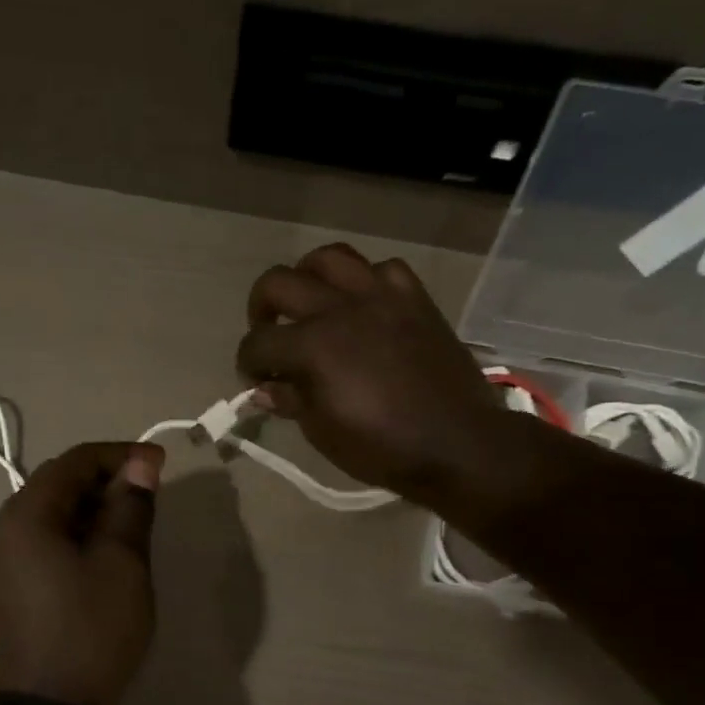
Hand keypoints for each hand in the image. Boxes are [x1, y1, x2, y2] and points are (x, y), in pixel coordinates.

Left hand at [0, 441, 162, 704]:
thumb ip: (130, 508)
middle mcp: (5, 530)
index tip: (160, 464)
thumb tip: (140, 464)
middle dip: (105, 482)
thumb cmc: (90, 632)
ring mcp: (2, 562)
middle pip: (58, 485)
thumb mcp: (122, 565)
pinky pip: (44, 544)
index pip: (75, 461)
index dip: (120, 455)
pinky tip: (102, 556)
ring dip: (91, 510)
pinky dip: (75, 536)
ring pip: (51, 516)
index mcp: (27, 515)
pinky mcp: (8, 589)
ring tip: (131, 525)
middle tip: (149, 494)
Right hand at [236, 242, 514, 506]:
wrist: (457, 442)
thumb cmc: (381, 446)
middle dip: (261, 307)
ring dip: (308, 276)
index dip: (246, 362)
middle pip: (279, 282)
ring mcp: (381, 296)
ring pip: (330, 258)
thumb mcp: (322, 431)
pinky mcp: (414, 298)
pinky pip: (383, 269)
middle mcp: (340, 308)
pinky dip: (365, 282)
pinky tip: (364, 305)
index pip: (258, 343)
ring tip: (310, 302)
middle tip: (268, 331)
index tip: (254, 379)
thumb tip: (263, 389)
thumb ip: (290, 400)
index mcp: (313, 346)